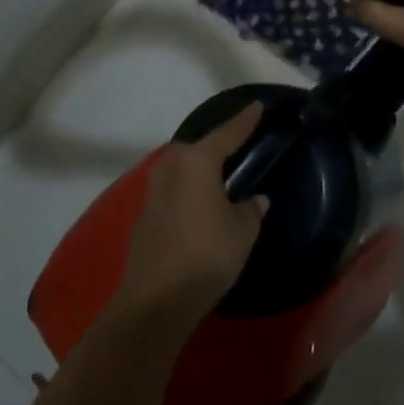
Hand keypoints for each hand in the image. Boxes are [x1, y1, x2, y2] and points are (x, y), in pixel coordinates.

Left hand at [111, 106, 268, 326]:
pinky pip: (174, 189)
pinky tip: (200, 203)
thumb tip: (255, 199)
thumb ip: (250, 210)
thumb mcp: (241, 232)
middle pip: (199, 148)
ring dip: (200, 170)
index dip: (245, 120)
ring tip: (220, 175)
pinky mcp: (145, 213)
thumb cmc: (206, 255)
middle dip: (217, 145)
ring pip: (183, 168)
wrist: (155, 299)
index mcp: (197, 161)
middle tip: (238, 146)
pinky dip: (189, 190)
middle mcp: (172, 166)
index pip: (228, 134)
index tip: (258, 105)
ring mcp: (154, 189)